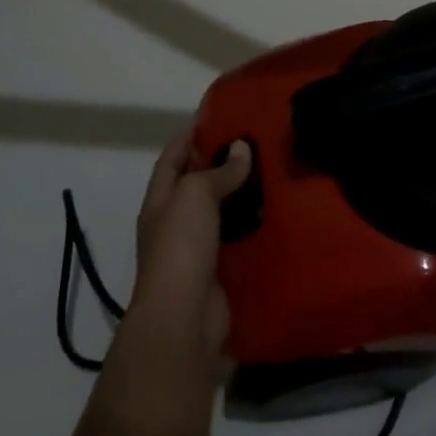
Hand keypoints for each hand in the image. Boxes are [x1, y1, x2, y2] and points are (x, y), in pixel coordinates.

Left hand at [127, 130, 251, 365]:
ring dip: (241, 195)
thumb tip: (242, 148)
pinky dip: (253, 227)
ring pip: (220, 213)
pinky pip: (237, 241)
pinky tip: (276, 214)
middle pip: (196, 185)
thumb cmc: (180, 247)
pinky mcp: (218, 274)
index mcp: (159, 201)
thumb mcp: (195, 195)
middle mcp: (173, 223)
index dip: (190, 135)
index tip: (218, 115)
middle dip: (220, 163)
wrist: (183, 319)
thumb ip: (219, 171)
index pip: (172, 158)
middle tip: (256, 142)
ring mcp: (195, 251)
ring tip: (272, 172)